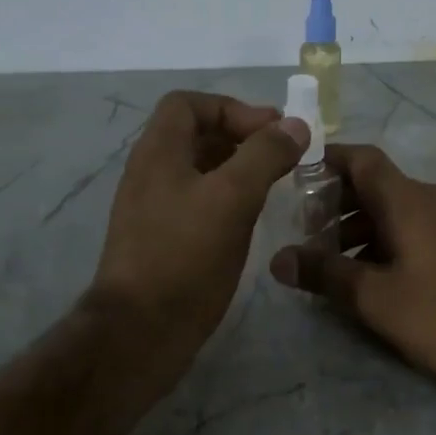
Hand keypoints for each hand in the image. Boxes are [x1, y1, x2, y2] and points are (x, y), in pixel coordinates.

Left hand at [88, 91, 308, 377]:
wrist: (140, 331)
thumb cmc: (185, 257)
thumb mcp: (232, 198)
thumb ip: (264, 155)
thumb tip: (294, 125)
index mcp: (157, 152)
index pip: (188, 104)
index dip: (231, 108)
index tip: (270, 131)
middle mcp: (149, 174)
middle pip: (194, 135)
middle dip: (240, 137)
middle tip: (282, 156)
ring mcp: (152, 209)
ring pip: (197, 172)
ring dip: (236, 169)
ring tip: (274, 186)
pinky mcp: (160, 241)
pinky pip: (195, 204)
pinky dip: (225, 200)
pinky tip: (249, 221)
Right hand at [268, 144, 435, 390]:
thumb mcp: (376, 299)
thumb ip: (325, 274)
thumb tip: (278, 259)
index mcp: (408, 201)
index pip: (362, 159)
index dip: (328, 159)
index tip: (297, 173)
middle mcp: (433, 199)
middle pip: (376, 185)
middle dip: (337, 203)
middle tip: (306, 231)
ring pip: (397, 210)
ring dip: (361, 227)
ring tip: (334, 260)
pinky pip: (418, 227)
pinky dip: (388, 239)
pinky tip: (375, 274)